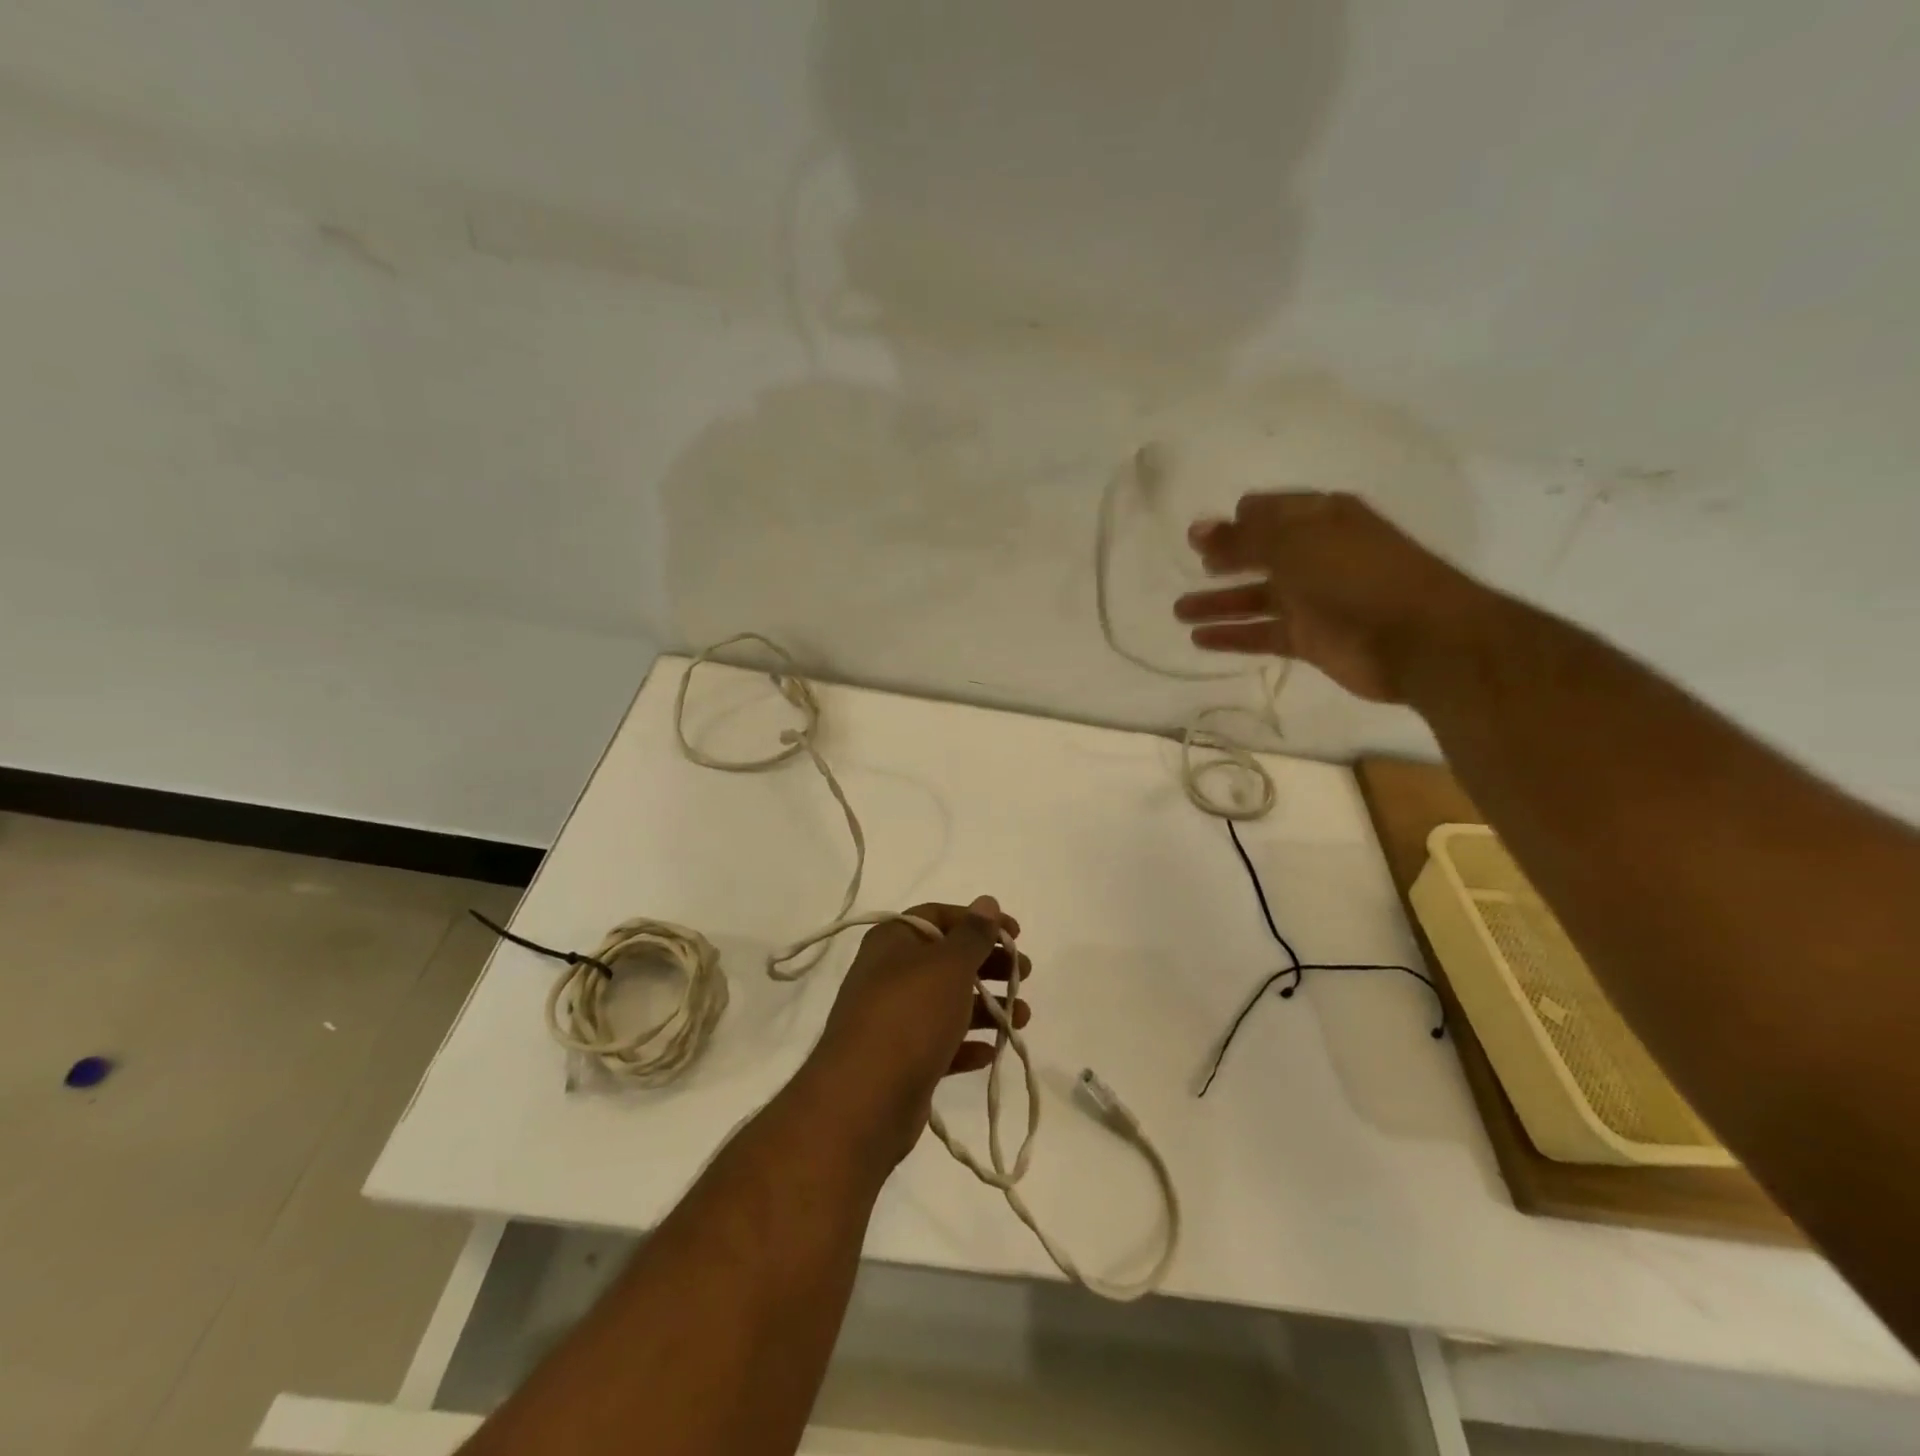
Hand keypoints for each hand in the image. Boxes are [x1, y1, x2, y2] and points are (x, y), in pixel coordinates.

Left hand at [810, 897, 1028, 1165]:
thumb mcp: (949, 965)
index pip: (939, 916)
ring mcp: (893, 1020)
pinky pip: (940, 1044)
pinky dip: (965, 1045)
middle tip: (1024, 974)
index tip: (1016, 934)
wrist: (863, 1100)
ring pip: (947, 1003)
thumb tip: (987, 902)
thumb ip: (973, 934)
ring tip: (1021, 1018)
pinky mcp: (901, 1061)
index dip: (979, 921)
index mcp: (894, 941)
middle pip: (947, 960)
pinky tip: (989, 1052)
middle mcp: (890, 974)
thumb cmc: (910, 1016)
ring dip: (986, 1007)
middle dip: (988, 965)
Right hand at [1174, 491, 1491, 703]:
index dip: (1238, 520)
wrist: (1418, 638)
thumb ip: (1242, 539)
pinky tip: (1200, 639)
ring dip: (1219, 603)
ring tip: (1180, 610)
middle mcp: (1316, 555)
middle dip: (1225, 559)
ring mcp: (1314, 599)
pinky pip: (1263, 633)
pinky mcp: (1311, 638)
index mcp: (1321, 519)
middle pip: (1260, 555)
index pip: (1271, 512)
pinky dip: (1233, 635)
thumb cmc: (1356, 575)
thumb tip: (1198, 529)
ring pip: (1256, 597)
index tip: (1203, 533)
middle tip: (1192, 564)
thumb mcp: (1293, 545)